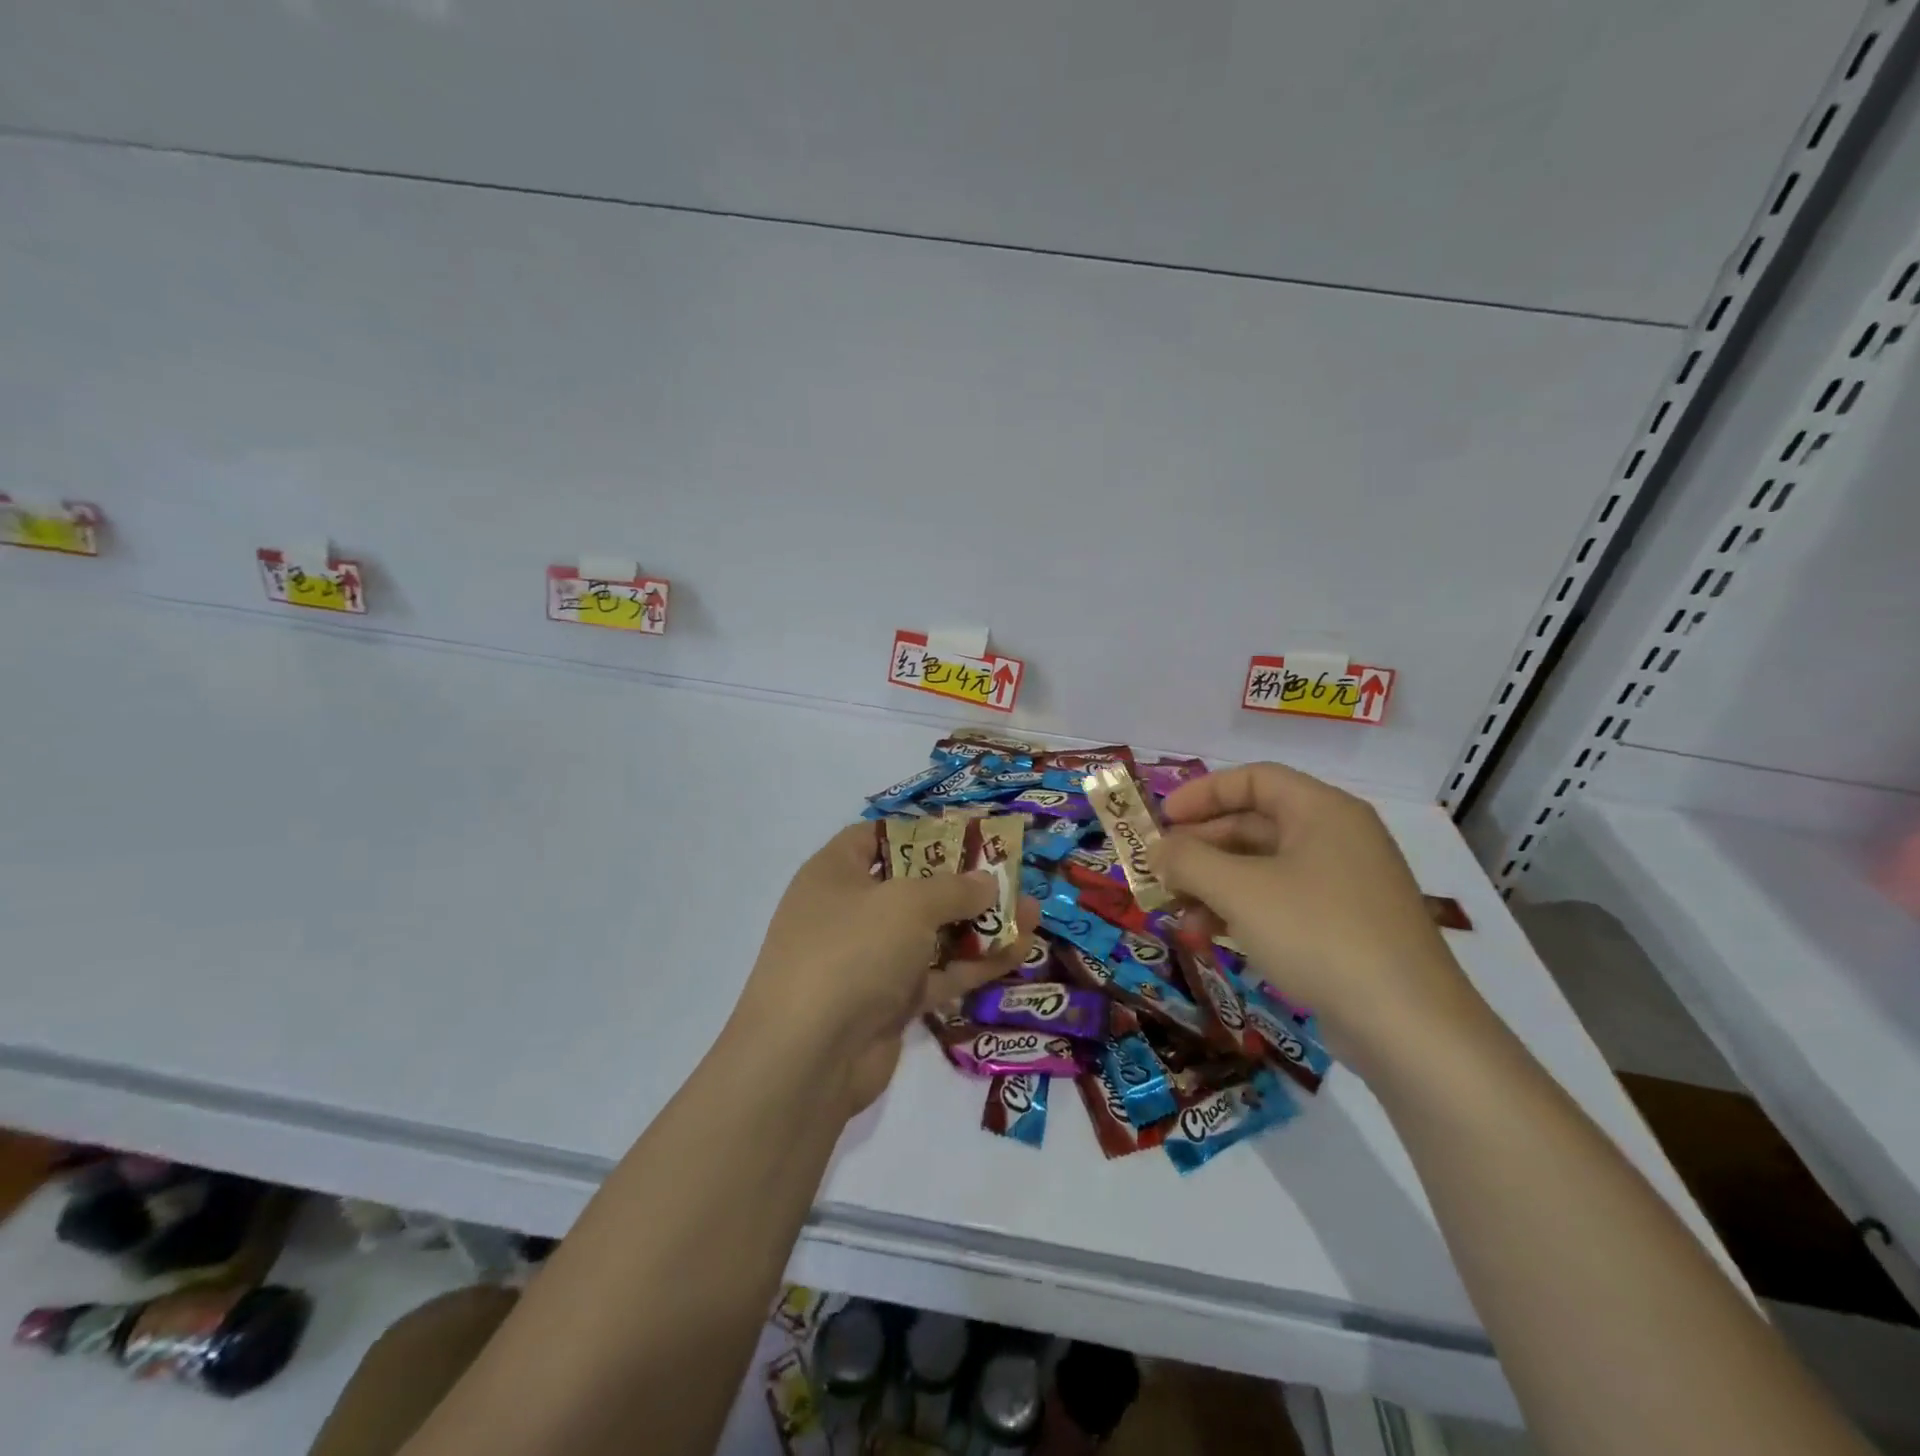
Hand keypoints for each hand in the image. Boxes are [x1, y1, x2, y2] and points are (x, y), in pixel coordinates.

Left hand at [733, 824, 1038, 1116]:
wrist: (807, 1058)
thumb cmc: (852, 950)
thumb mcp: (908, 904)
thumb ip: (954, 889)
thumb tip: (988, 881)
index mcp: (835, 874)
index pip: (875, 837)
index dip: (920, 830)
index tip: (966, 832)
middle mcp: (849, 913)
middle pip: (912, 887)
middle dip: (963, 882)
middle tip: (1010, 874)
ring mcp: (869, 961)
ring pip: (931, 934)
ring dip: (979, 925)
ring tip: (1032, 912)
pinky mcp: (888, 1004)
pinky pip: (937, 974)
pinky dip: (974, 964)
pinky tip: (1019, 951)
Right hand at [1151, 763, 1485, 1074]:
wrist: (1408, 1027)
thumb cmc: (1318, 934)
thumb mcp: (1240, 891)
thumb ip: (1189, 861)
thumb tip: (1157, 850)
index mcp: (1322, 811)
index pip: (1254, 780)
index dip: (1203, 793)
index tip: (1162, 819)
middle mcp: (1336, 838)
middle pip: (1254, 825)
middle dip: (1201, 848)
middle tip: (1160, 871)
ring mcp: (1343, 885)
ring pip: (1262, 869)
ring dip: (1213, 885)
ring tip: (1175, 914)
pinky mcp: (1344, 927)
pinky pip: (1280, 903)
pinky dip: (1241, 912)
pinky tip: (1209, 938)